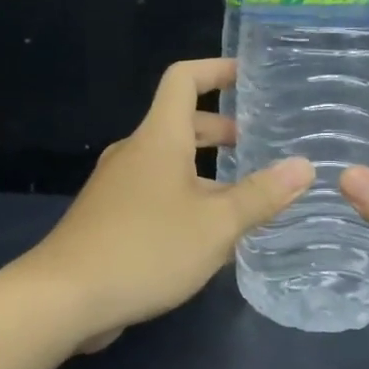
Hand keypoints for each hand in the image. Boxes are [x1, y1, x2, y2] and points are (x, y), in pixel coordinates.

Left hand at [19, 58, 312, 349]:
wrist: (64, 298)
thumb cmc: (145, 249)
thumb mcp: (216, 225)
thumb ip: (261, 195)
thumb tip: (304, 166)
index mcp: (159, 139)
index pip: (183, 79)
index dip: (216, 69)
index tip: (248, 76)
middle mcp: (135, 153)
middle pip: (181, 124)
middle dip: (222, 131)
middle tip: (260, 148)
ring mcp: (118, 187)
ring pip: (170, 164)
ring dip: (207, 172)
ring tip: (246, 198)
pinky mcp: (110, 218)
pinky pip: (156, 194)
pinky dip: (186, 199)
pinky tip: (208, 236)